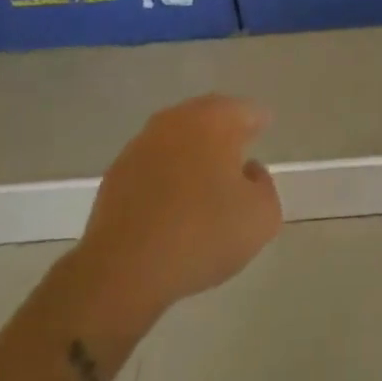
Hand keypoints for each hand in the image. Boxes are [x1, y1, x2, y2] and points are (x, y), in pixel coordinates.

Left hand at [67, 94, 282, 325]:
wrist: (124, 269)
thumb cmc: (202, 234)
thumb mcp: (261, 217)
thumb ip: (265, 185)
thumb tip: (248, 171)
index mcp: (215, 122)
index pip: (245, 110)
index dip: (258, 120)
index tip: (264, 128)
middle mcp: (177, 121)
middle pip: (208, 115)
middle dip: (224, 128)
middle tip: (238, 145)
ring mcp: (142, 145)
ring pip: (177, 137)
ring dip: (192, 149)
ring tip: (205, 174)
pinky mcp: (117, 173)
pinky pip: (153, 162)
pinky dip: (166, 171)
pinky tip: (173, 197)